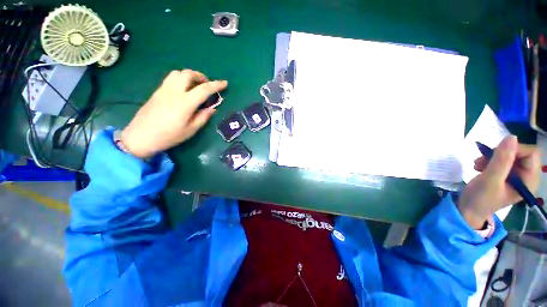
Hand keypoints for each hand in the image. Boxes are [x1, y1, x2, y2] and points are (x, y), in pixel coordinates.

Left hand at [121, 70, 227, 158]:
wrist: (141, 137)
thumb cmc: (169, 136)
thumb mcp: (191, 130)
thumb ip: (203, 117)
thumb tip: (212, 108)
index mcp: (185, 103)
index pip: (204, 89)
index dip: (216, 85)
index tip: (225, 83)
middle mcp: (174, 92)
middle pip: (188, 74)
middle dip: (201, 76)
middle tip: (207, 84)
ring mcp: (163, 90)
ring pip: (177, 73)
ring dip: (189, 75)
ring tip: (195, 85)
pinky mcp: (157, 92)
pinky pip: (170, 78)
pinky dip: (180, 79)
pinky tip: (183, 89)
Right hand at [458, 136, 540, 227]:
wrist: (468, 209)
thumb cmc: (481, 198)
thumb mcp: (490, 179)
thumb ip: (502, 160)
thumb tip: (511, 137)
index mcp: (529, 180)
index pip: (531, 154)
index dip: (514, 150)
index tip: (494, 154)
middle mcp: (526, 176)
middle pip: (520, 153)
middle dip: (499, 154)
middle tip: (482, 160)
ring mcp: (515, 175)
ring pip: (509, 155)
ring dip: (491, 157)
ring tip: (478, 164)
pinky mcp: (505, 175)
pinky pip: (501, 159)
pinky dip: (489, 160)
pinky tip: (479, 166)